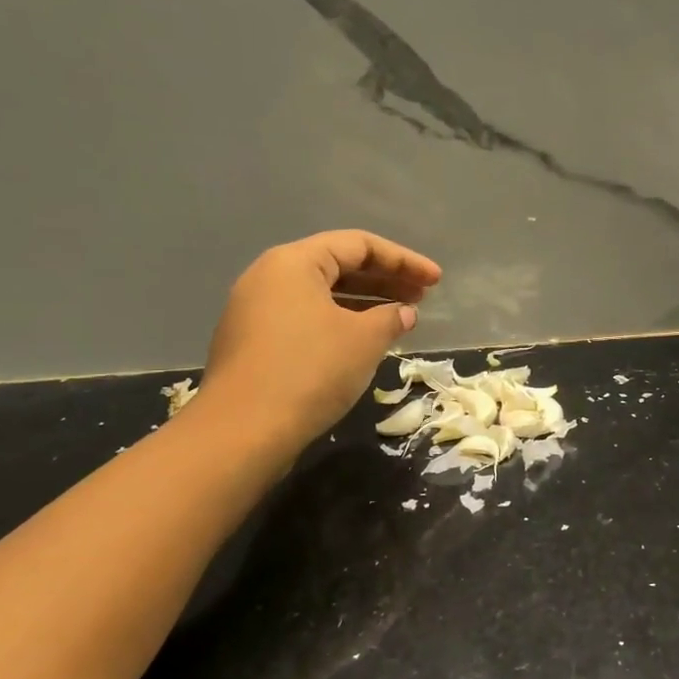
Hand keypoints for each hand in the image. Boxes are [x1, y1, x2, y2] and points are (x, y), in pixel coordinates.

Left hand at [194, 230, 441, 445]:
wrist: (242, 433)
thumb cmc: (310, 371)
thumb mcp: (363, 340)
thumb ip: (390, 318)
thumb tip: (403, 313)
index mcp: (294, 262)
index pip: (358, 245)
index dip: (403, 260)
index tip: (435, 280)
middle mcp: (269, 277)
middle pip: (338, 266)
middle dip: (384, 280)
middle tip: (422, 297)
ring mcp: (255, 311)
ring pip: (322, 295)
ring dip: (364, 303)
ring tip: (400, 318)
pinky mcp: (253, 343)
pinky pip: (306, 318)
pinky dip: (340, 322)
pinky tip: (364, 342)